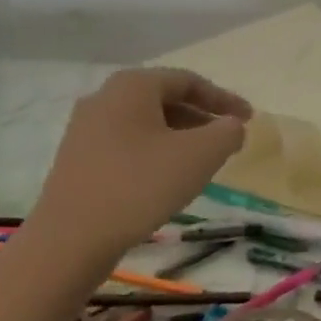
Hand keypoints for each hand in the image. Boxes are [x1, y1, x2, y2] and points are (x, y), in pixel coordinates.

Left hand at [27, 68, 251, 258]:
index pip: (189, 81)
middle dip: (202, 117)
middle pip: (165, 99)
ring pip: (146, 123)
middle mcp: (104, 98)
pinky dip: (156, 151)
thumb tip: (231, 126)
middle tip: (228, 138)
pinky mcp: (78, 159)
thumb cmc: (141, 185)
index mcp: (133, 86)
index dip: (224, 98)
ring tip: (204, 160)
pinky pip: (128, 143)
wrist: (70, 240)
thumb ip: (228, 132)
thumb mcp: (201, 155)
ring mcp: (85, 129)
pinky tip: (168, 177)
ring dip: (180, 136)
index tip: (250, 118)